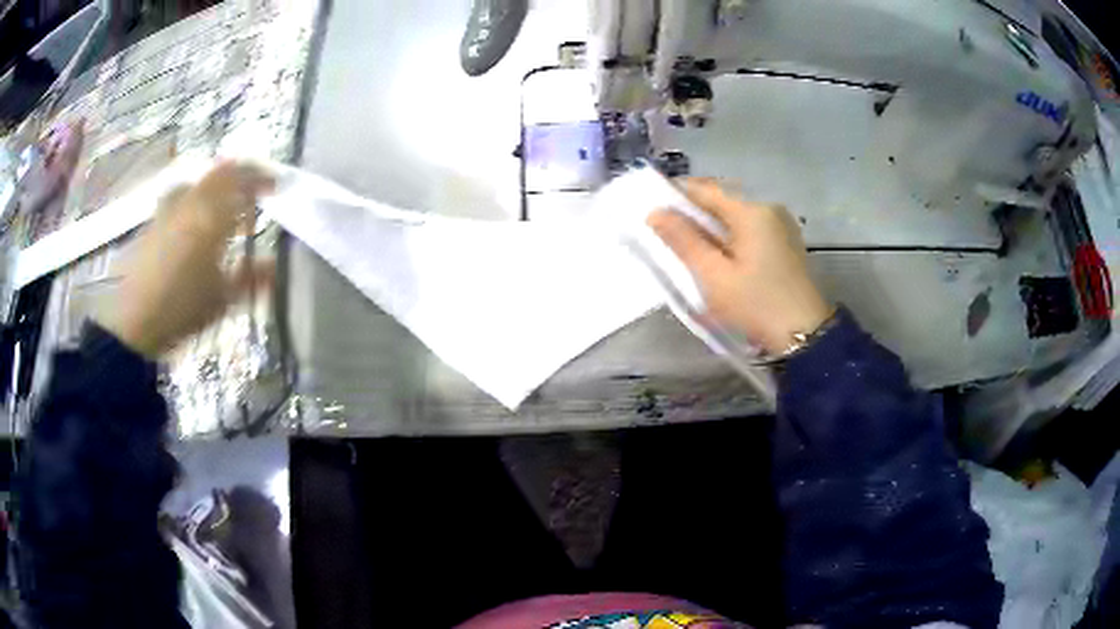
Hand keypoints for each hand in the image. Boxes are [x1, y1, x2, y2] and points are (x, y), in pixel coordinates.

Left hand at [100, 162, 274, 358]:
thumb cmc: (182, 310)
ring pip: (199, 181)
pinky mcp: (154, 220)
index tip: (276, 187)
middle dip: (241, 177)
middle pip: (221, 173)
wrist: (135, 322)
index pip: (243, 181)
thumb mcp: (222, 299)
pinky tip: (194, 219)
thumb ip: (250, 278)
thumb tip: (273, 266)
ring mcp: (169, 208)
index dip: (263, 179)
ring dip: (216, 186)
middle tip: (252, 193)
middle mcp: (191, 202)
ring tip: (222, 204)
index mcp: (211, 216)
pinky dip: (195, 198)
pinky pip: (180, 195)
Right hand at [648, 179, 831, 355]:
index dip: (675, 194)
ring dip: (710, 225)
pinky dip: (729, 235)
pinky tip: (717, 254)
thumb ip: (684, 241)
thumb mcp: (714, 276)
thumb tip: (655, 212)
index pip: (705, 189)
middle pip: (721, 200)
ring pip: (735, 215)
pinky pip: (749, 228)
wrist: (805, 335)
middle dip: (693, 212)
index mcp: (751, 211)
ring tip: (687, 245)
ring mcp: (780, 225)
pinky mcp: (785, 242)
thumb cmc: (756, 304)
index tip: (652, 207)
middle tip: (665, 230)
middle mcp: (768, 208)